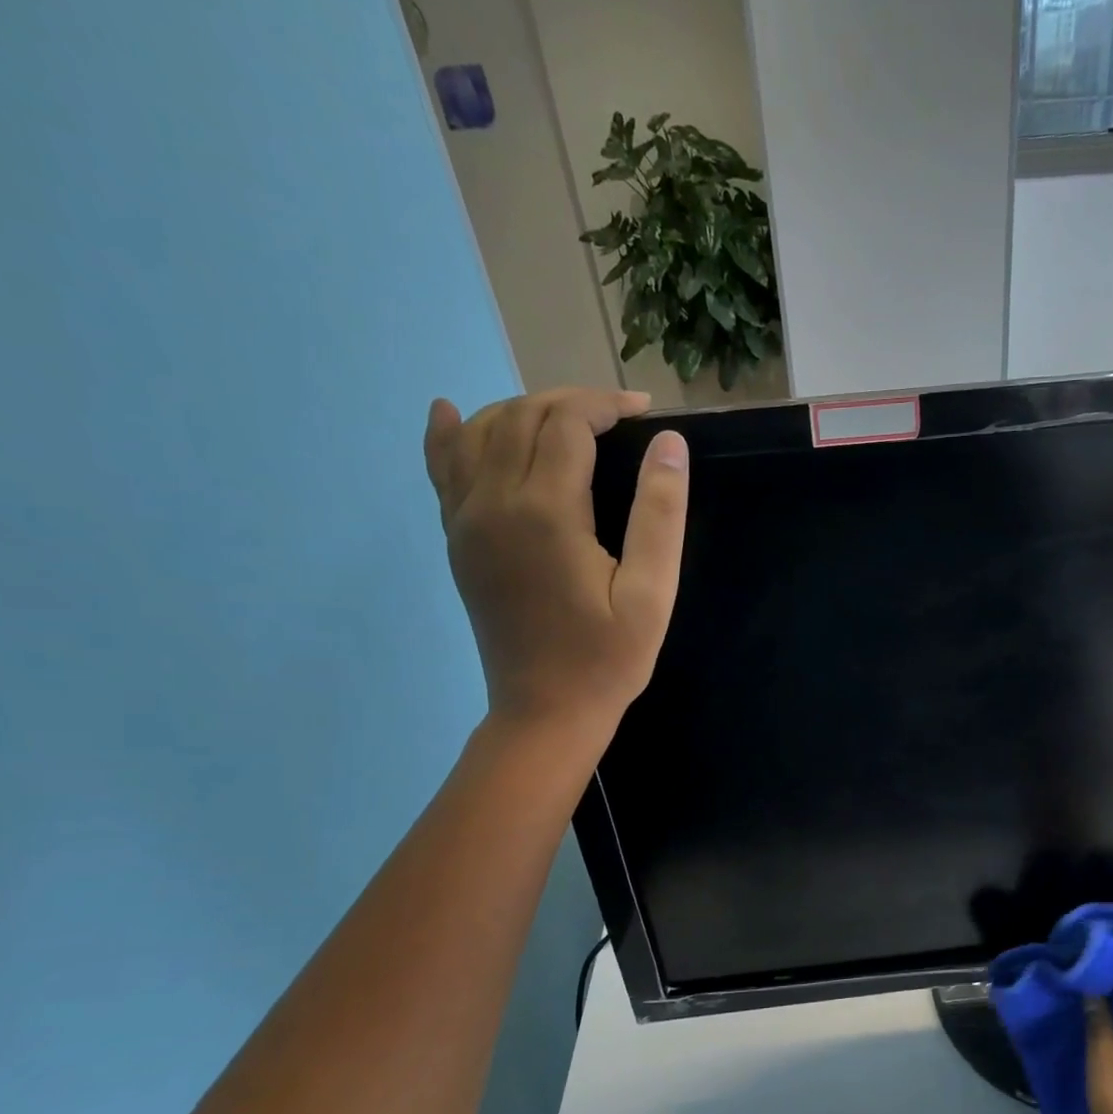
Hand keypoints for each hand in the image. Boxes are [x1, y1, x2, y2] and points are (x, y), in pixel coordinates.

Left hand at [424, 387, 687, 733]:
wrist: (545, 711)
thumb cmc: (608, 658)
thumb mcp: (651, 594)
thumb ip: (660, 515)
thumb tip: (669, 442)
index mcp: (546, 512)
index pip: (568, 423)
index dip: (606, 405)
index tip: (645, 411)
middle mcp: (493, 502)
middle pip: (522, 416)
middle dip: (571, 402)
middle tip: (618, 416)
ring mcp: (466, 521)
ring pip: (480, 431)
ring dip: (522, 410)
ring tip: (567, 420)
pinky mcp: (456, 540)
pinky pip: (443, 469)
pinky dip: (449, 434)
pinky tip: (449, 412)